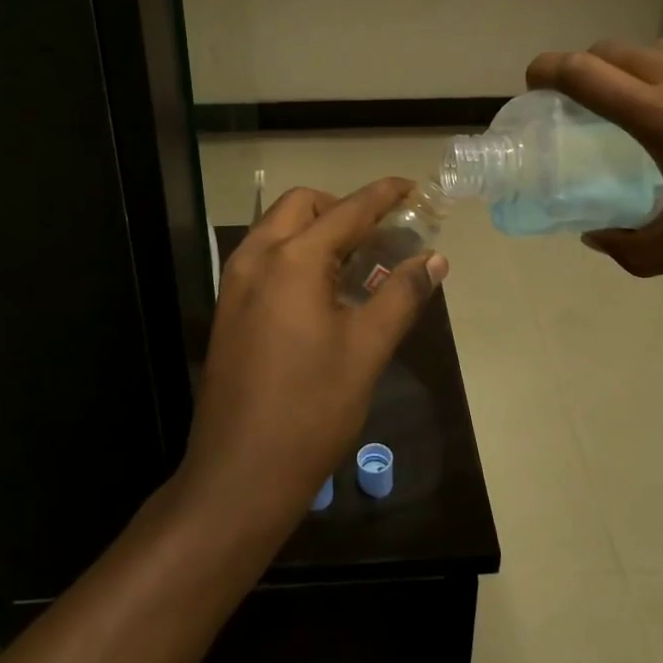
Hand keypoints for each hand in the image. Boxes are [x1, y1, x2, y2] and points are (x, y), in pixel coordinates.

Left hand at [176, 178, 448, 535]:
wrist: (239, 475)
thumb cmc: (311, 410)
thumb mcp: (366, 350)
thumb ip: (401, 295)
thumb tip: (434, 259)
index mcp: (292, 260)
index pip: (347, 211)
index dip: (383, 196)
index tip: (411, 187)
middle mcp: (257, 258)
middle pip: (302, 205)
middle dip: (342, 208)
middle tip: (379, 236)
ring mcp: (235, 283)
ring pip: (278, 228)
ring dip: (317, 229)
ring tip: (355, 261)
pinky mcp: (228, 308)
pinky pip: (265, 257)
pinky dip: (296, 253)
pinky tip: (322, 291)